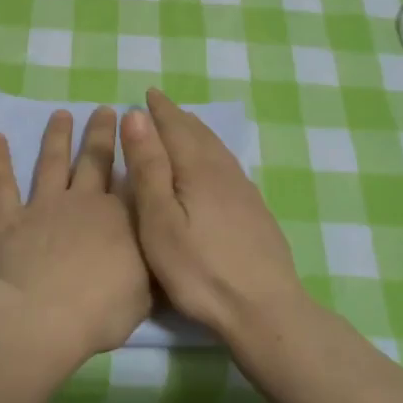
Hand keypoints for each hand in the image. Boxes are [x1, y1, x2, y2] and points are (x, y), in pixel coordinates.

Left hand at [0, 107, 152, 358]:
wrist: (45, 319)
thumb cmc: (102, 311)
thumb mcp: (145, 292)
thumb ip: (149, 264)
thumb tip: (158, 245)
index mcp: (122, 218)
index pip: (132, 179)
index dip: (136, 153)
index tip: (138, 130)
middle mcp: (84, 202)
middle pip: (94, 160)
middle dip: (101, 133)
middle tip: (104, 110)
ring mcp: (44, 207)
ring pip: (51, 163)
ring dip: (56, 137)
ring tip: (61, 114)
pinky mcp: (9, 220)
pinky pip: (1, 185)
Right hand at [119, 89, 308, 337]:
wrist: (264, 309)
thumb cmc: (200, 270)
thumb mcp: (160, 221)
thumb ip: (149, 168)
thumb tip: (137, 116)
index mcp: (198, 169)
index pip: (175, 127)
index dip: (159, 110)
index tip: (147, 93)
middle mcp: (224, 172)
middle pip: (198, 134)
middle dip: (177, 117)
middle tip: (161, 106)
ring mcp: (244, 191)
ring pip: (216, 149)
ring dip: (197, 132)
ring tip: (185, 126)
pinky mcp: (255, 211)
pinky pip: (228, 165)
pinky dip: (212, 152)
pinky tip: (214, 166)